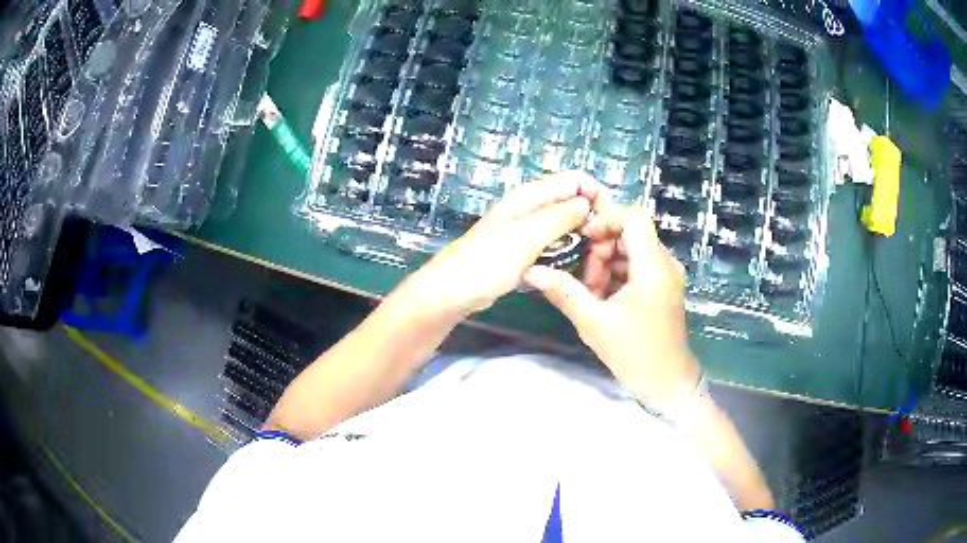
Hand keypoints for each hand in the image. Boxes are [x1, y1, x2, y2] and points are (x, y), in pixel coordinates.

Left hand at [404, 171, 600, 318]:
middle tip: (603, 250)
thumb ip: (557, 218)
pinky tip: (575, 269)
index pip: (576, 180)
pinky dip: (568, 251)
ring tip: (594, 263)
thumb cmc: (485, 264)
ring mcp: (527, 229)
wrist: (451, 291)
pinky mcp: (524, 249)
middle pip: (574, 201)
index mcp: (530, 196)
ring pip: (567, 224)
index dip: (596, 196)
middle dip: (593, 220)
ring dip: (583, 239)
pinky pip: (555, 243)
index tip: (608, 224)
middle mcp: (531, 207)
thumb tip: (586, 204)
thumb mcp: (525, 239)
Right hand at [524, 204, 701, 414]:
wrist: (668, 383)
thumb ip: (563, 292)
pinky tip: (604, 299)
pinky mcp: (665, 287)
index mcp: (653, 266)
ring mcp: (668, 275)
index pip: (633, 216)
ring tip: (591, 292)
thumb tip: (531, 271)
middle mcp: (665, 263)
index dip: (606, 220)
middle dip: (602, 249)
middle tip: (584, 278)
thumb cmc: (634, 353)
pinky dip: (619, 275)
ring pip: (633, 250)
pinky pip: (639, 266)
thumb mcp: (593, 323)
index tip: (583, 240)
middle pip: (631, 233)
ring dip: (608, 263)